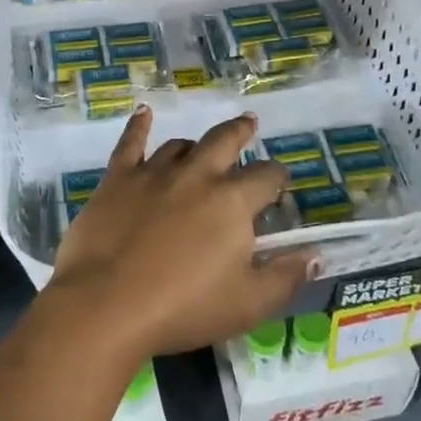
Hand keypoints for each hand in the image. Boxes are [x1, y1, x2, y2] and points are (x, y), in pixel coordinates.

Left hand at [48, 107, 314, 360]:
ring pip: (181, 146)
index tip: (280, 182)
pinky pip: (130, 143)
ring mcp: (154, 172)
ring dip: (195, 145)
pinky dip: (138, 125)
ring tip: (199, 146)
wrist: (105, 305)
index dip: (277, 179)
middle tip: (249, 123)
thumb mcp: (247, 304)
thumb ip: (285, 277)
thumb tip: (314, 253)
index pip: (266, 179)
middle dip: (241, 131)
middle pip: (224, 141)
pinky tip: (143, 112)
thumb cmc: (183, 308)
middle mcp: (197, 175)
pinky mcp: (117, 178)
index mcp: (232, 202)